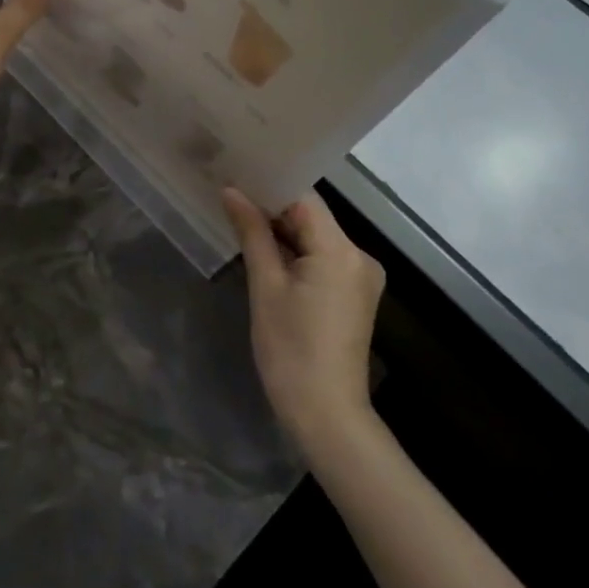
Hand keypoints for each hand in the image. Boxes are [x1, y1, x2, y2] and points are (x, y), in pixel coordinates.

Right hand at [223, 188, 385, 458]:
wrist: (326, 415)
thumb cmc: (290, 350)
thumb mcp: (265, 287)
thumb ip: (252, 233)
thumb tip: (231, 191)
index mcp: (340, 250)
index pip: (303, 198)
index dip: (269, 184)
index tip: (236, 172)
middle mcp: (358, 256)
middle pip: (311, 215)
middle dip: (271, 206)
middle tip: (230, 191)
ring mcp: (359, 276)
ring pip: (315, 236)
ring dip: (281, 229)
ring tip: (239, 214)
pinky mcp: (353, 294)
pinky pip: (321, 257)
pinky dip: (294, 251)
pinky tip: (264, 247)